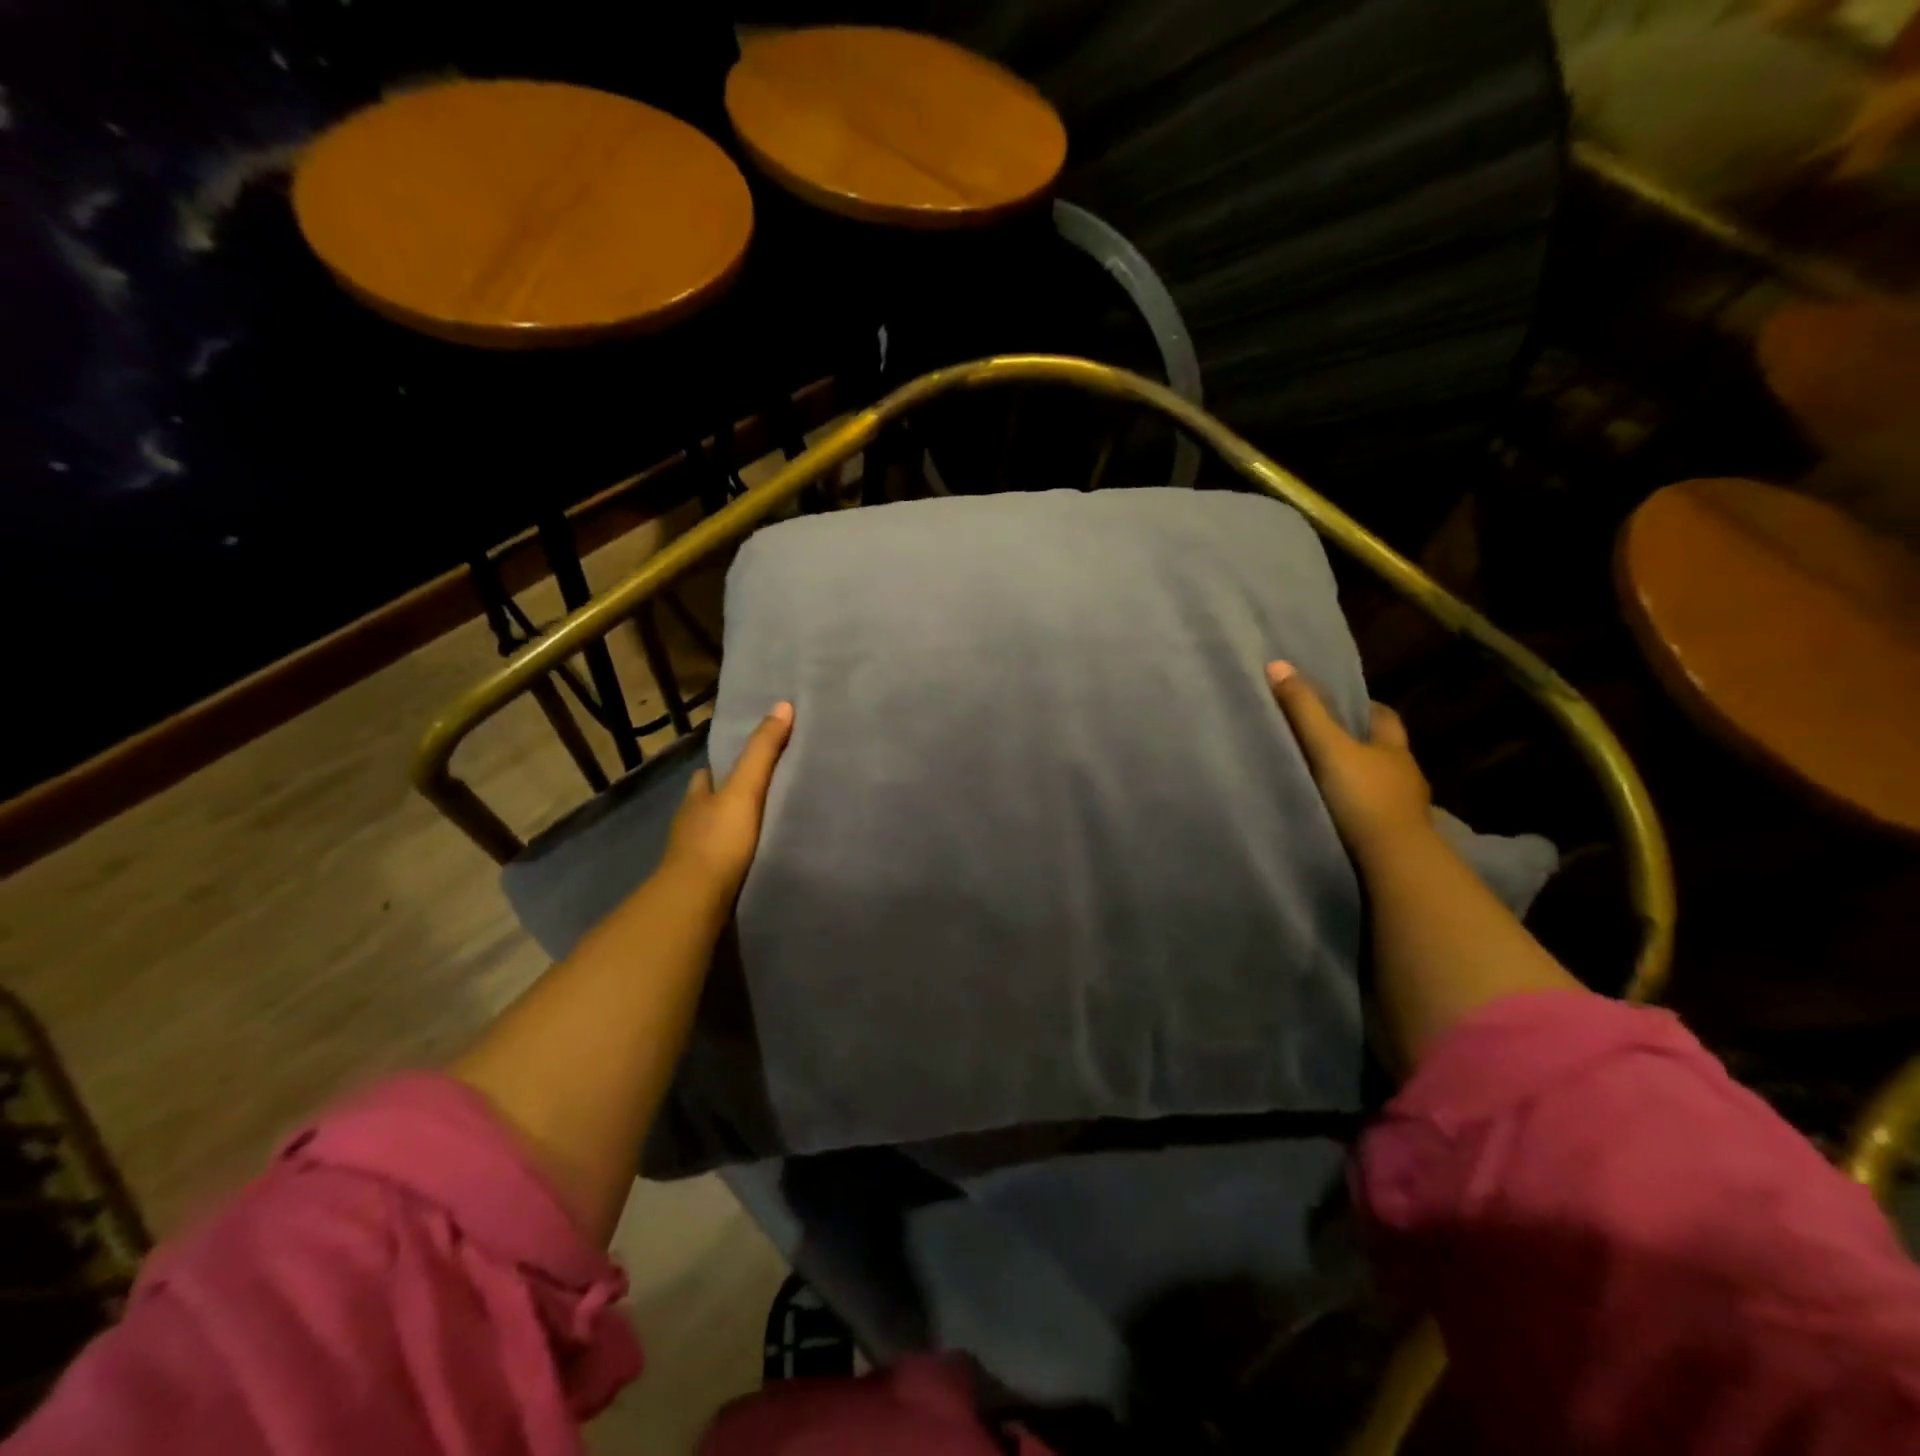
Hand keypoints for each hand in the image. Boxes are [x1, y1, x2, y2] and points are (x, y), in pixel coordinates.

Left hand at [663, 702, 793, 899]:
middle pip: (707, 806)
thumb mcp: (745, 789)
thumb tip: (782, 705)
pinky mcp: (703, 886)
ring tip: (760, 829)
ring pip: (712, 836)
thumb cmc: (718, 840)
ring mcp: (692, 858)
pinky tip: (751, 862)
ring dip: (729, 832)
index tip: (740, 764)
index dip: (719, 769)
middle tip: (756, 796)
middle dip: (724, 801)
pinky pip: (720, 865)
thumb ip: (763, 752)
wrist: (696, 901)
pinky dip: (732, 860)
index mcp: (697, 799)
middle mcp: (690, 825)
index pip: (705, 777)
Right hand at [1266, 661, 1430, 863]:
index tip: (1342, 704)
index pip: (1385, 717)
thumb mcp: (1328, 748)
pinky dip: (1356, 811)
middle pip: (1383, 751)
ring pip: (1379, 785)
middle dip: (1361, 744)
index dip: (1365, 707)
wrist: (1392, 861)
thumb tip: (1277, 665)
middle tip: (1327, 741)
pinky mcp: (1392, 839)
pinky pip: (1372, 816)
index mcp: (1394, 749)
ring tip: (1324, 779)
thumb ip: (1304, 710)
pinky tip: (1336, 814)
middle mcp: (1405, 776)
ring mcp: (1403, 810)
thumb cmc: (1363, 796)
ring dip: (1358, 781)